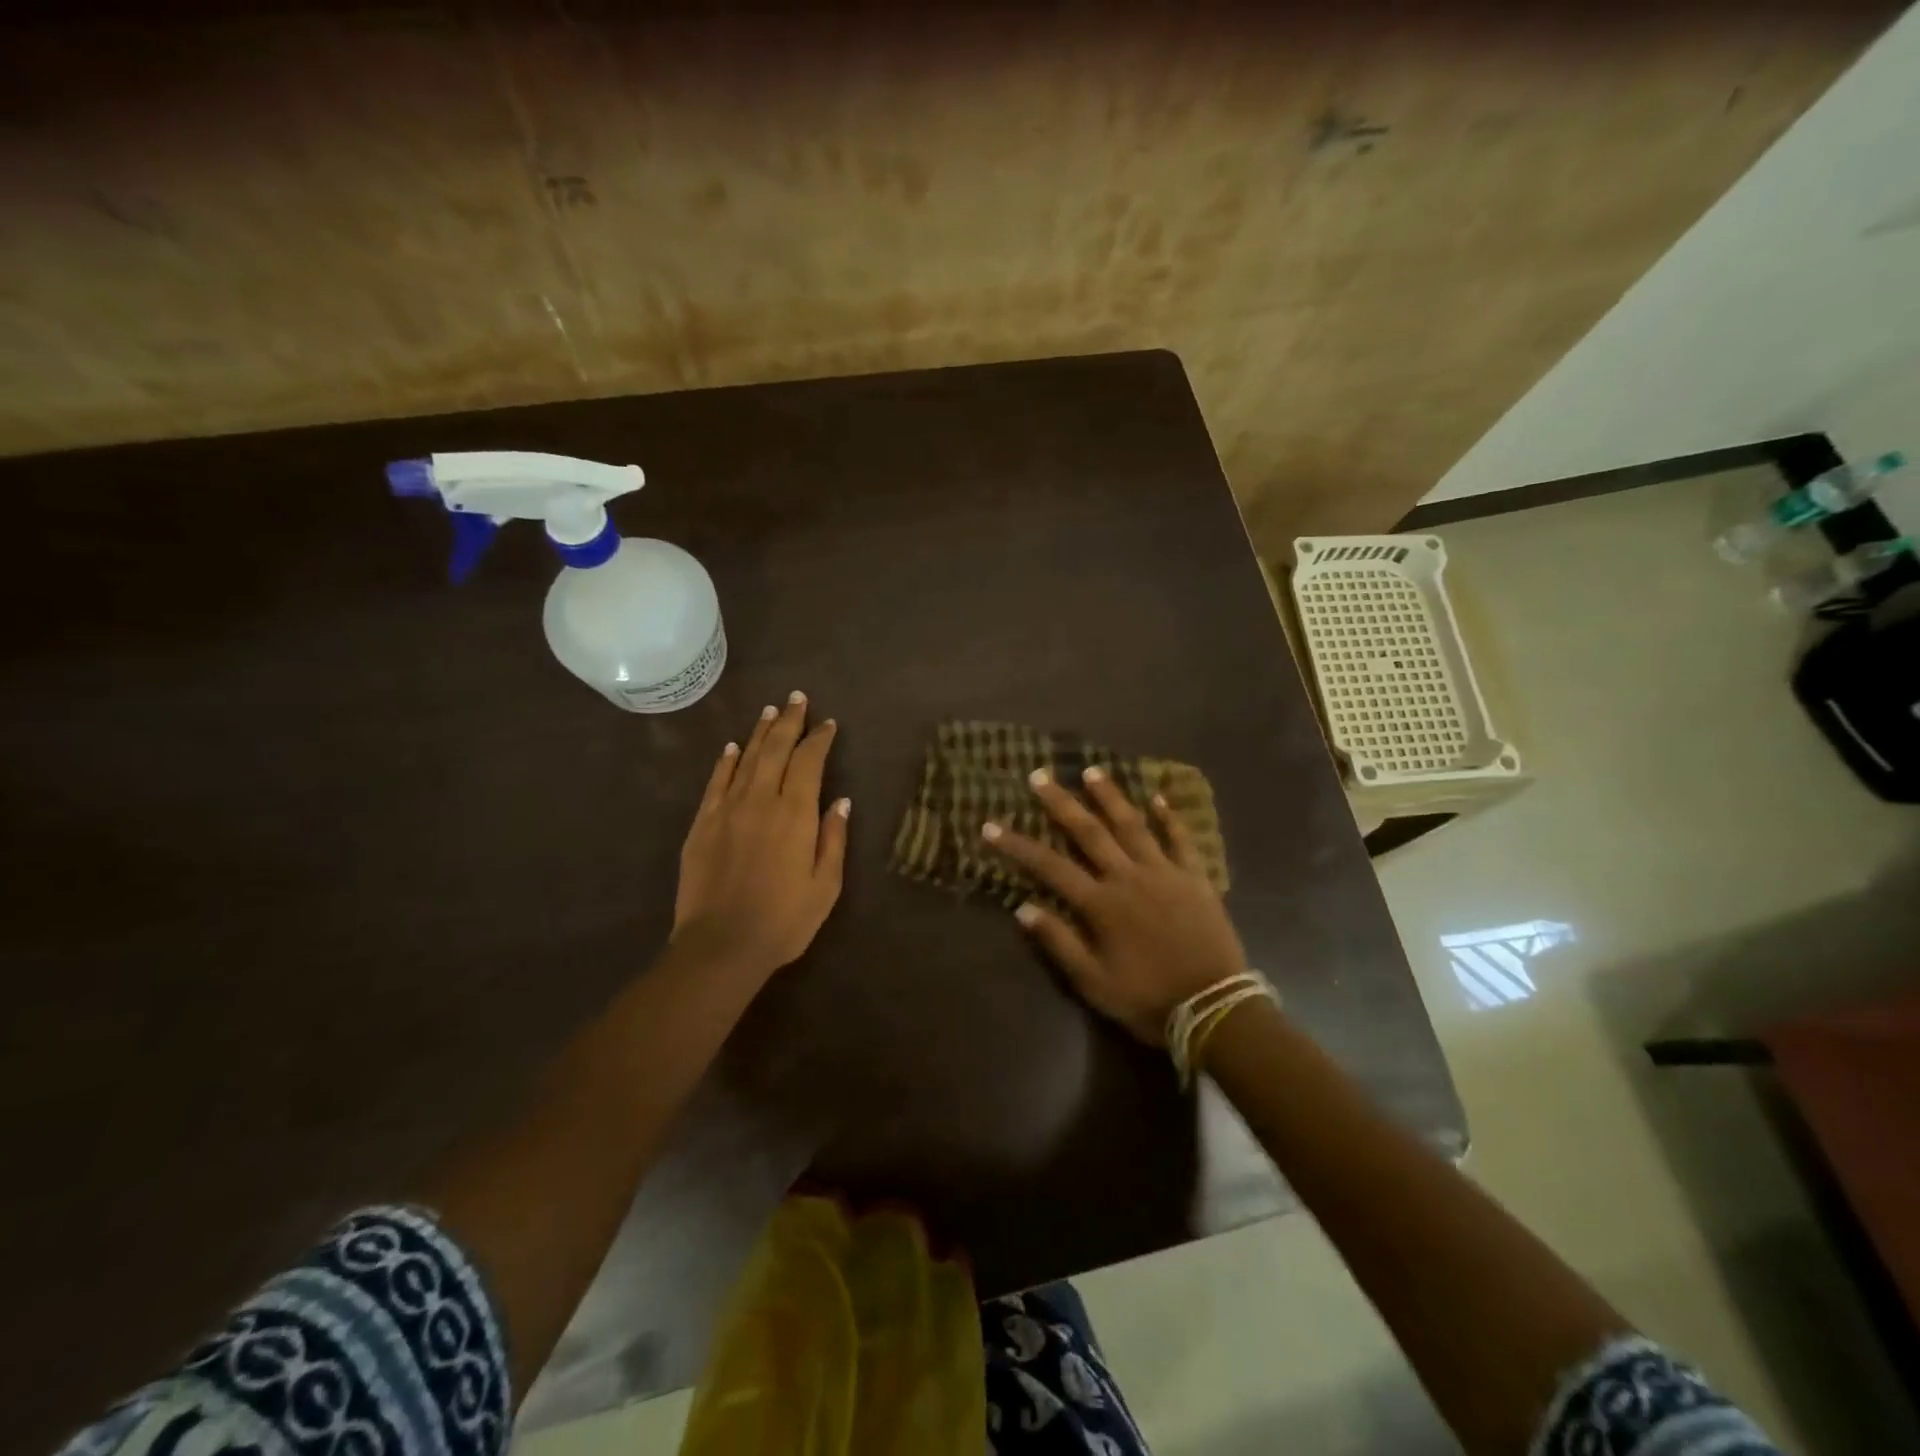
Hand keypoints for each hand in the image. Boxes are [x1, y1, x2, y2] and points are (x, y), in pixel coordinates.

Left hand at [673, 692, 849, 983]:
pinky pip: (716, 783)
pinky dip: (726, 761)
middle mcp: (761, 801)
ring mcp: (727, 810)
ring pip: (746, 759)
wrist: (721, 946)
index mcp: (795, 814)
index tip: (828, 724)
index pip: (809, 762)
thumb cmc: (784, 920)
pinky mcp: (702, 825)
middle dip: (790, 722)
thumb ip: (833, 838)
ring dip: (760, 733)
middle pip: (776, 750)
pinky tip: (733, 747)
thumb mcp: (826, 885)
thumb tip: (840, 801)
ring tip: (771, 711)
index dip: (819, 739)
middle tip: (798, 698)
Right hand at [982, 767, 1246, 1044]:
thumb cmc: (1148, 999)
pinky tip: (1159, 797)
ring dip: (1111, 797)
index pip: (1049, 866)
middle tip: (1040, 776)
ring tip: (1092, 770)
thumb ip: (1059, 942)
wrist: (1215, 1007)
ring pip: (1133, 825)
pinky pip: (1181, 840)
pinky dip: (1169, 817)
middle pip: (1089, 832)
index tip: (991, 826)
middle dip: (1061, 803)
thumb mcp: (1094, 983)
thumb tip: (1022, 908)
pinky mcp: (1195, 878)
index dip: (1017, 845)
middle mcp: (1129, 877)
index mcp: (1101, 904)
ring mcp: (1165, 873)